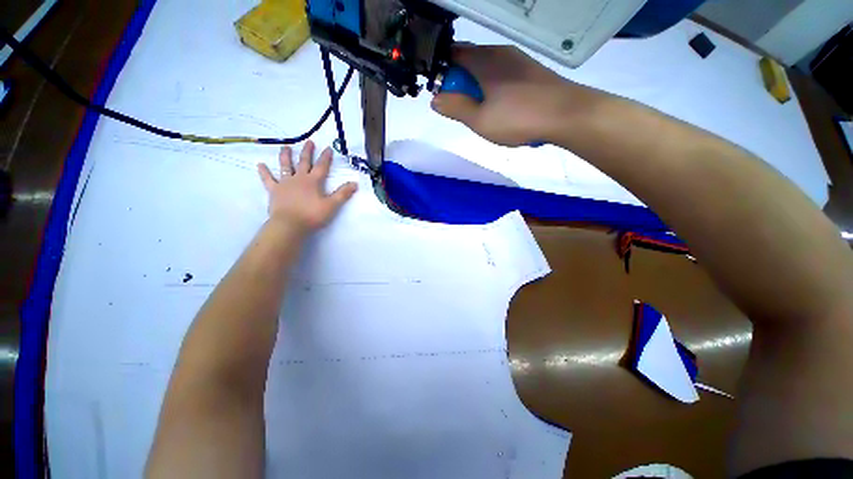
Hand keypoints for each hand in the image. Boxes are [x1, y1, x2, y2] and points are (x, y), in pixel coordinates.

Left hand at [257, 141, 357, 232]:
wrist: (290, 224)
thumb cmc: (312, 215)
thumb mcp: (332, 205)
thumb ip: (343, 194)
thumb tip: (355, 183)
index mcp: (313, 181)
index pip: (322, 167)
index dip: (326, 157)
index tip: (328, 148)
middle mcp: (299, 178)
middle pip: (304, 162)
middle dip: (308, 152)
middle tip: (309, 142)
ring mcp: (285, 183)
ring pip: (286, 166)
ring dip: (286, 156)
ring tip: (285, 147)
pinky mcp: (274, 191)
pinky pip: (268, 179)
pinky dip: (264, 172)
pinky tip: (260, 165)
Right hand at [431, 45, 598, 145]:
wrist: (566, 114)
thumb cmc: (518, 117)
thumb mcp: (479, 119)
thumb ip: (455, 108)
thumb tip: (435, 99)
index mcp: (482, 60)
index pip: (451, 55)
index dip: (442, 74)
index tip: (444, 96)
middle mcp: (499, 53)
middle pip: (469, 62)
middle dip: (460, 85)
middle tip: (464, 110)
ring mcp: (517, 60)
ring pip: (486, 70)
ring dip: (477, 89)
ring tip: (484, 113)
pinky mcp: (530, 70)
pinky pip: (502, 76)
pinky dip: (494, 89)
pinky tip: (502, 109)